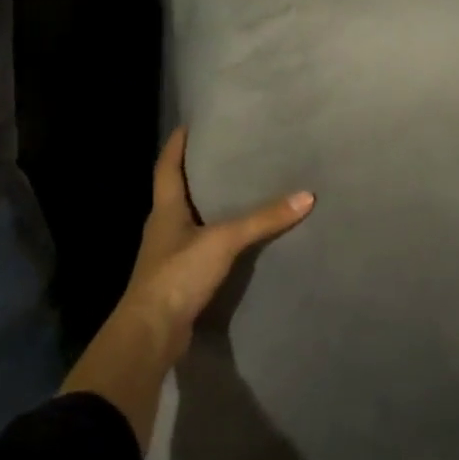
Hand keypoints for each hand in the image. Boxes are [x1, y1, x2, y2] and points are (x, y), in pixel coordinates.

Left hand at [60, 127, 313, 447]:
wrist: (152, 334)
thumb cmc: (178, 275)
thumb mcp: (223, 241)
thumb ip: (263, 220)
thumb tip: (307, 197)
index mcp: (165, 210)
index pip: (167, 167)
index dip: (176, 145)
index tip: (189, 125)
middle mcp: (163, 228)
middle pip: (177, 192)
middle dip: (197, 172)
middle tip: (226, 153)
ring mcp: (170, 255)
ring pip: (189, 220)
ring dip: (208, 205)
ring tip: (238, 189)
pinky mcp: (180, 278)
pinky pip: (201, 246)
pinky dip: (217, 236)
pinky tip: (238, 237)